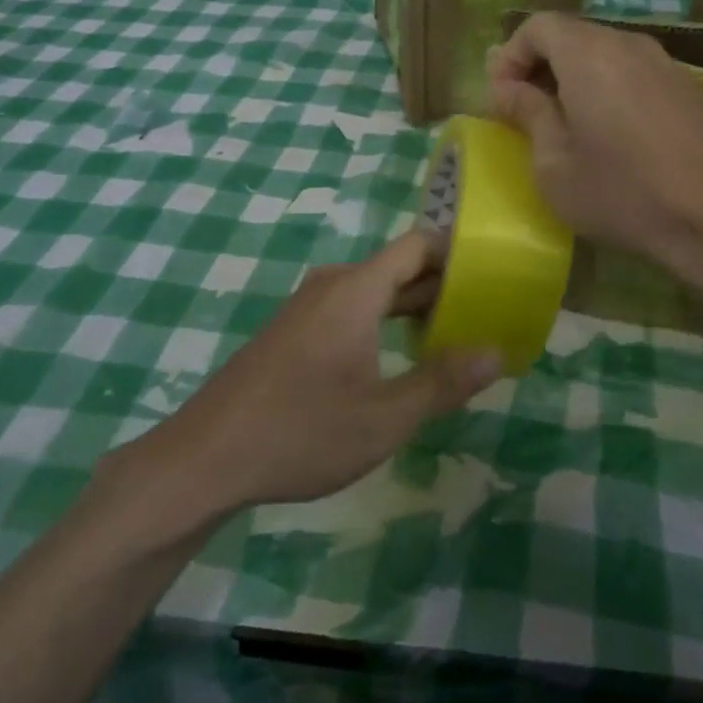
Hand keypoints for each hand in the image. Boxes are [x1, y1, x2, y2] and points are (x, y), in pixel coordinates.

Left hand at [143, 233, 501, 511]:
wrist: (206, 457)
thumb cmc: (301, 433)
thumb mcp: (384, 417)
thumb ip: (443, 382)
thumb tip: (497, 351)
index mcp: (356, 290)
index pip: (418, 245)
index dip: (457, 255)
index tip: (494, 278)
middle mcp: (332, 285)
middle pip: (398, 267)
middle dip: (442, 286)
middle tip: (486, 314)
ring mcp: (308, 307)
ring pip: (374, 291)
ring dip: (412, 308)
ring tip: (452, 338)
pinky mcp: (293, 330)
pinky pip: (350, 309)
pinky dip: (383, 321)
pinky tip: (398, 358)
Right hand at [486, 13, 702, 287]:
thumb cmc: (621, 193)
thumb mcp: (554, 162)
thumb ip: (527, 112)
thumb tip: (507, 88)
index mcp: (589, 55)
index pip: (538, 26)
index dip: (510, 56)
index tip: (502, 98)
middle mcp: (628, 45)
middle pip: (571, 35)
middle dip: (539, 66)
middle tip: (524, 111)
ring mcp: (663, 64)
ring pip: (603, 52)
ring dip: (572, 77)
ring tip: (564, 124)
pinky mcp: (686, 88)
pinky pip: (632, 71)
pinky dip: (606, 87)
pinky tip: (609, 133)